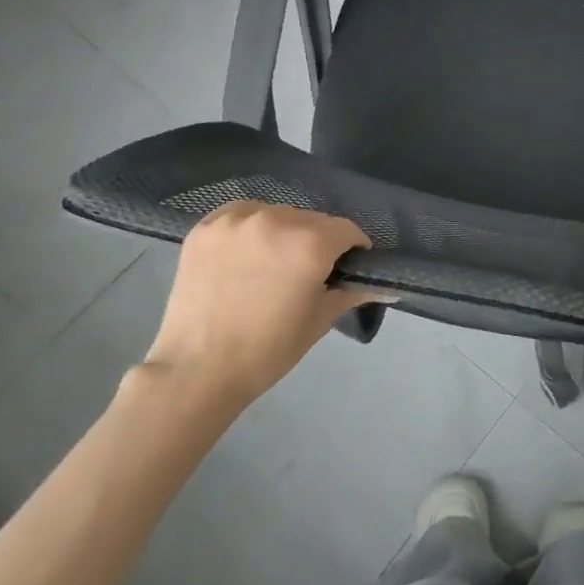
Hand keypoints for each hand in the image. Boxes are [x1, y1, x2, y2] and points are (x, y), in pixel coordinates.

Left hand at [131, 201, 373, 416]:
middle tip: (307, 274)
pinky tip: (245, 255)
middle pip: (312, 220)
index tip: (346, 269)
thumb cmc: (269, 350)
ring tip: (271, 265)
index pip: (347, 230)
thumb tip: (386, 285)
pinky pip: (241, 216)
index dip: (353, 249)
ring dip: (283, 233)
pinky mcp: (205, 227)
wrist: (197, 370)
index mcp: (310, 243)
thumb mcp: (320, 319)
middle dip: (317, 242)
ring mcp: (236, 220)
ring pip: (277, 215)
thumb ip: (353, 292)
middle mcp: (276, 219)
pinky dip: (250, 229)